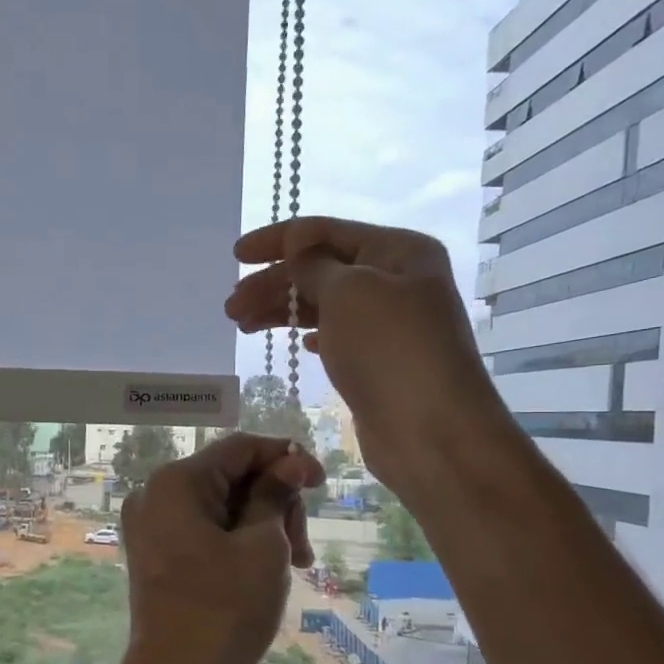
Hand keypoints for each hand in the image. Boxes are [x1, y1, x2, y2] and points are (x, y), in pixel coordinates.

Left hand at [115, 433, 323, 663]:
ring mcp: (149, 524)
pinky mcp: (154, 551)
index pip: (240, 448)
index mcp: (176, 482)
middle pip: (230, 477)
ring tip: (293, 566)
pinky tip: (264, 568)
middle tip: (303, 549)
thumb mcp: (263, 546)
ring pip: (220, 505)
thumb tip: (291, 462)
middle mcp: (154, 494)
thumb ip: (276, 495)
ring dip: (262, 526)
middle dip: (275, 503)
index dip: (286, 459)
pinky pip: (202, 529)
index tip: (322, 484)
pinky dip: (236, 540)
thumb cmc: (225, 610)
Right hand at [224, 217, 503, 483]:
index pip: (325, 232)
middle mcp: (397, 281)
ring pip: (323, 305)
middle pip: (320, 269)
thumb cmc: (390, 351)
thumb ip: (314, 265)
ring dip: (282, 311)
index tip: (236, 256)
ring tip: (243, 325)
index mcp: (398, 251)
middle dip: (273, 284)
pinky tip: (298, 345)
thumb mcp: (347, 293)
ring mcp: (389, 324)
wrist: (432, 432)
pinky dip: (311, 335)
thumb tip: (296, 244)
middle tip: (231, 308)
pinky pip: (336, 336)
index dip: (277, 240)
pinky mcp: (379, 362)